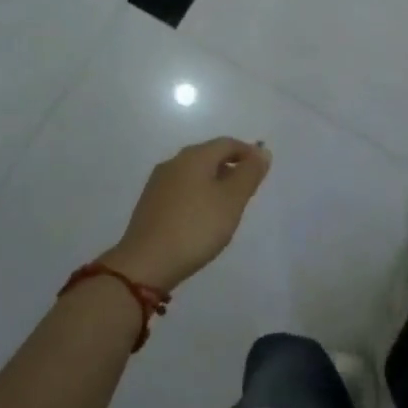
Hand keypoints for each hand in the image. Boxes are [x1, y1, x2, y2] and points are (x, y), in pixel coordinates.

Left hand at [100, 137, 270, 290]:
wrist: (145, 264)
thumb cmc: (195, 227)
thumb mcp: (232, 200)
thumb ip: (249, 173)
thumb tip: (262, 151)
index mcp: (195, 156)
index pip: (227, 143)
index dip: (247, 153)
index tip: (261, 171)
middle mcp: (174, 162)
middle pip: (209, 156)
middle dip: (230, 167)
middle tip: (247, 190)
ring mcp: (158, 183)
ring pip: (194, 173)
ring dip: (213, 182)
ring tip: (226, 206)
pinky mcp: (149, 204)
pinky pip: (181, 190)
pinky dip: (197, 196)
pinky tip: (201, 218)